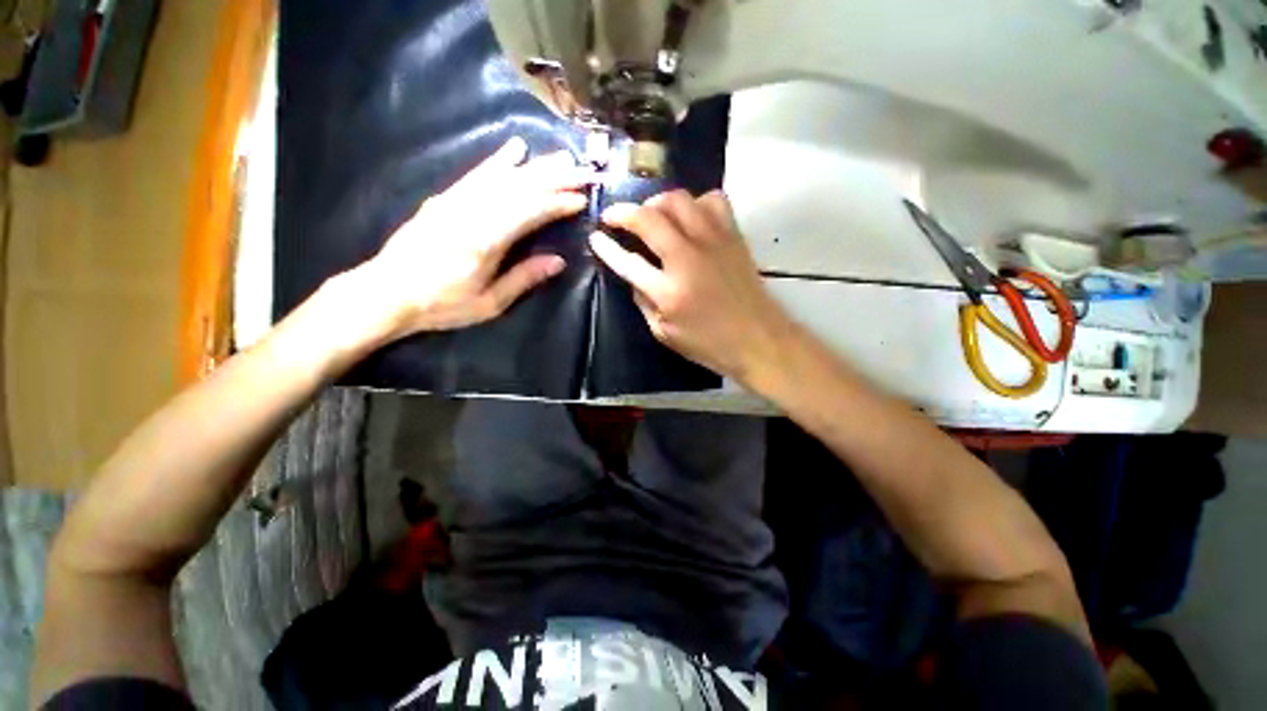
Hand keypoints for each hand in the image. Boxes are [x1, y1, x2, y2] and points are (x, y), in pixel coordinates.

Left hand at [347, 137, 589, 341]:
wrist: (387, 292)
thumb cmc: (442, 304)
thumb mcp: (490, 302)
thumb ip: (524, 278)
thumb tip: (559, 261)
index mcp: (485, 239)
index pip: (530, 211)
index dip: (558, 203)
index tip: (582, 199)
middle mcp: (471, 211)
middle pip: (520, 186)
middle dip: (555, 177)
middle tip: (583, 171)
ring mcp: (456, 200)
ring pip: (502, 175)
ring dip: (535, 165)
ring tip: (561, 157)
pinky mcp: (446, 198)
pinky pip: (477, 174)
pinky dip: (499, 161)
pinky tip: (515, 149)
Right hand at [590, 190, 796, 383]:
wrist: (759, 339)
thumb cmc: (709, 344)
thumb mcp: (665, 334)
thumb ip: (644, 302)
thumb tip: (633, 275)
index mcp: (669, 291)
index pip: (628, 262)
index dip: (607, 248)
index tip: (595, 236)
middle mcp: (689, 258)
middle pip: (649, 219)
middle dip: (623, 212)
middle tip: (614, 217)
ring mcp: (714, 241)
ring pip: (679, 200)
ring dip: (657, 202)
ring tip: (651, 215)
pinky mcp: (733, 236)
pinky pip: (713, 200)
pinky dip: (696, 202)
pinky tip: (690, 217)